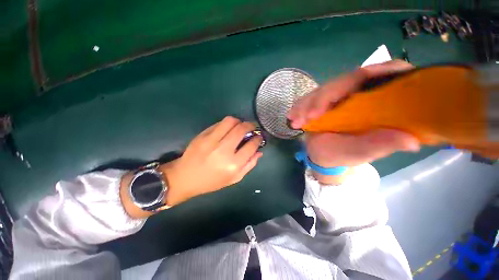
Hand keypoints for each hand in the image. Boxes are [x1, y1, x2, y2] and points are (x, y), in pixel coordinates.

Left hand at [163, 116, 262, 205]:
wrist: (185, 177)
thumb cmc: (212, 181)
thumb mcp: (234, 178)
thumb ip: (249, 165)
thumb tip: (259, 151)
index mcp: (233, 165)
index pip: (251, 146)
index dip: (258, 139)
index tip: (259, 137)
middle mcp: (223, 150)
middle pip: (241, 129)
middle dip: (251, 125)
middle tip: (252, 128)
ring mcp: (212, 140)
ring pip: (230, 121)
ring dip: (239, 121)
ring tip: (240, 126)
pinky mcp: (203, 135)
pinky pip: (219, 123)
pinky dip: (227, 124)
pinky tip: (228, 130)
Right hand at [287, 61, 419, 182]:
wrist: (325, 156)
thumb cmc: (345, 156)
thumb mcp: (363, 152)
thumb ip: (381, 145)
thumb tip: (411, 140)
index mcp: (378, 100)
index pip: (377, 75)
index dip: (362, 78)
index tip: (339, 97)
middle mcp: (359, 93)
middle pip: (343, 81)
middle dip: (322, 99)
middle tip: (306, 118)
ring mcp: (338, 96)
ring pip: (323, 90)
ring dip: (307, 104)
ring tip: (294, 120)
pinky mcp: (323, 101)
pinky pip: (310, 98)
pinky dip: (300, 107)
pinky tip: (292, 116)